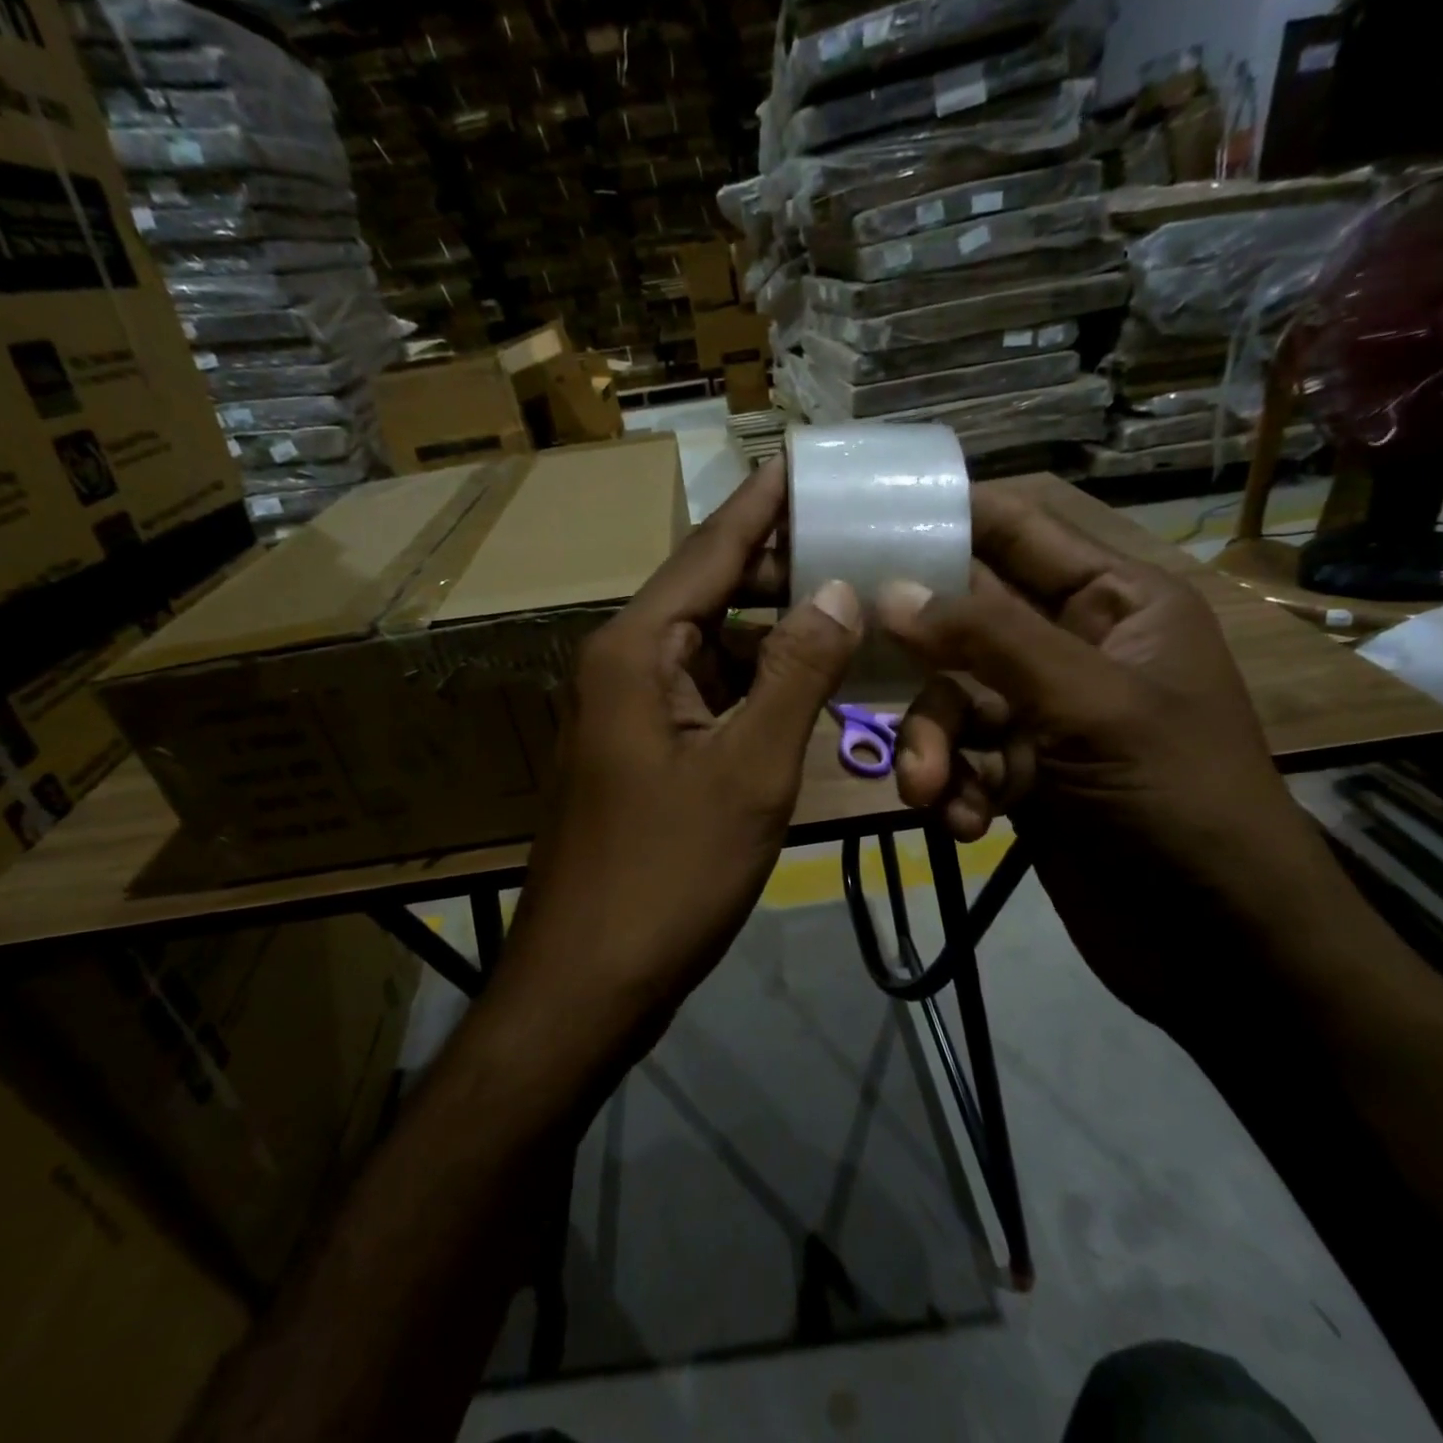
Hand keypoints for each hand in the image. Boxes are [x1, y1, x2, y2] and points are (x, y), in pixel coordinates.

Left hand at [498, 461, 862, 1057]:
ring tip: (845, 609)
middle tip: (854, 545)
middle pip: (708, 595)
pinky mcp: (642, 755)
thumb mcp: (749, 771)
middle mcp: (624, 667)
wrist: (587, 980)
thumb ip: (795, 674)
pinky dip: (754, 687)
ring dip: (772, 635)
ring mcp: (629, 713)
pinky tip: (803, 686)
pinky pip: (706, 699)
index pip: (708, 553)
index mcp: (636, 652)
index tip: (803, 462)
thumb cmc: (667, 875)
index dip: (760, 507)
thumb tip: (836, 591)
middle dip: (778, 572)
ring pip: (711, 651)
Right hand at [877, 486, 1335, 1028]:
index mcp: (1113, 602)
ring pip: (949, 701)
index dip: (947, 519)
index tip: (866, 523)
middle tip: (860, 672)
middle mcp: (1071, 648)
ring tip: (929, 791)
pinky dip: (950, 787)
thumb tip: (891, 590)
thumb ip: (989, 639)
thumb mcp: (1089, 705)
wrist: (1219, 943)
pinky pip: (958, 759)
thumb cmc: (1177, 799)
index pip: (1017, 531)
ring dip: (929, 745)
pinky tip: (965, 823)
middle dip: (920, 661)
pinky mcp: (1019, 776)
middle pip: (963, 622)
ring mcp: (1041, 715)